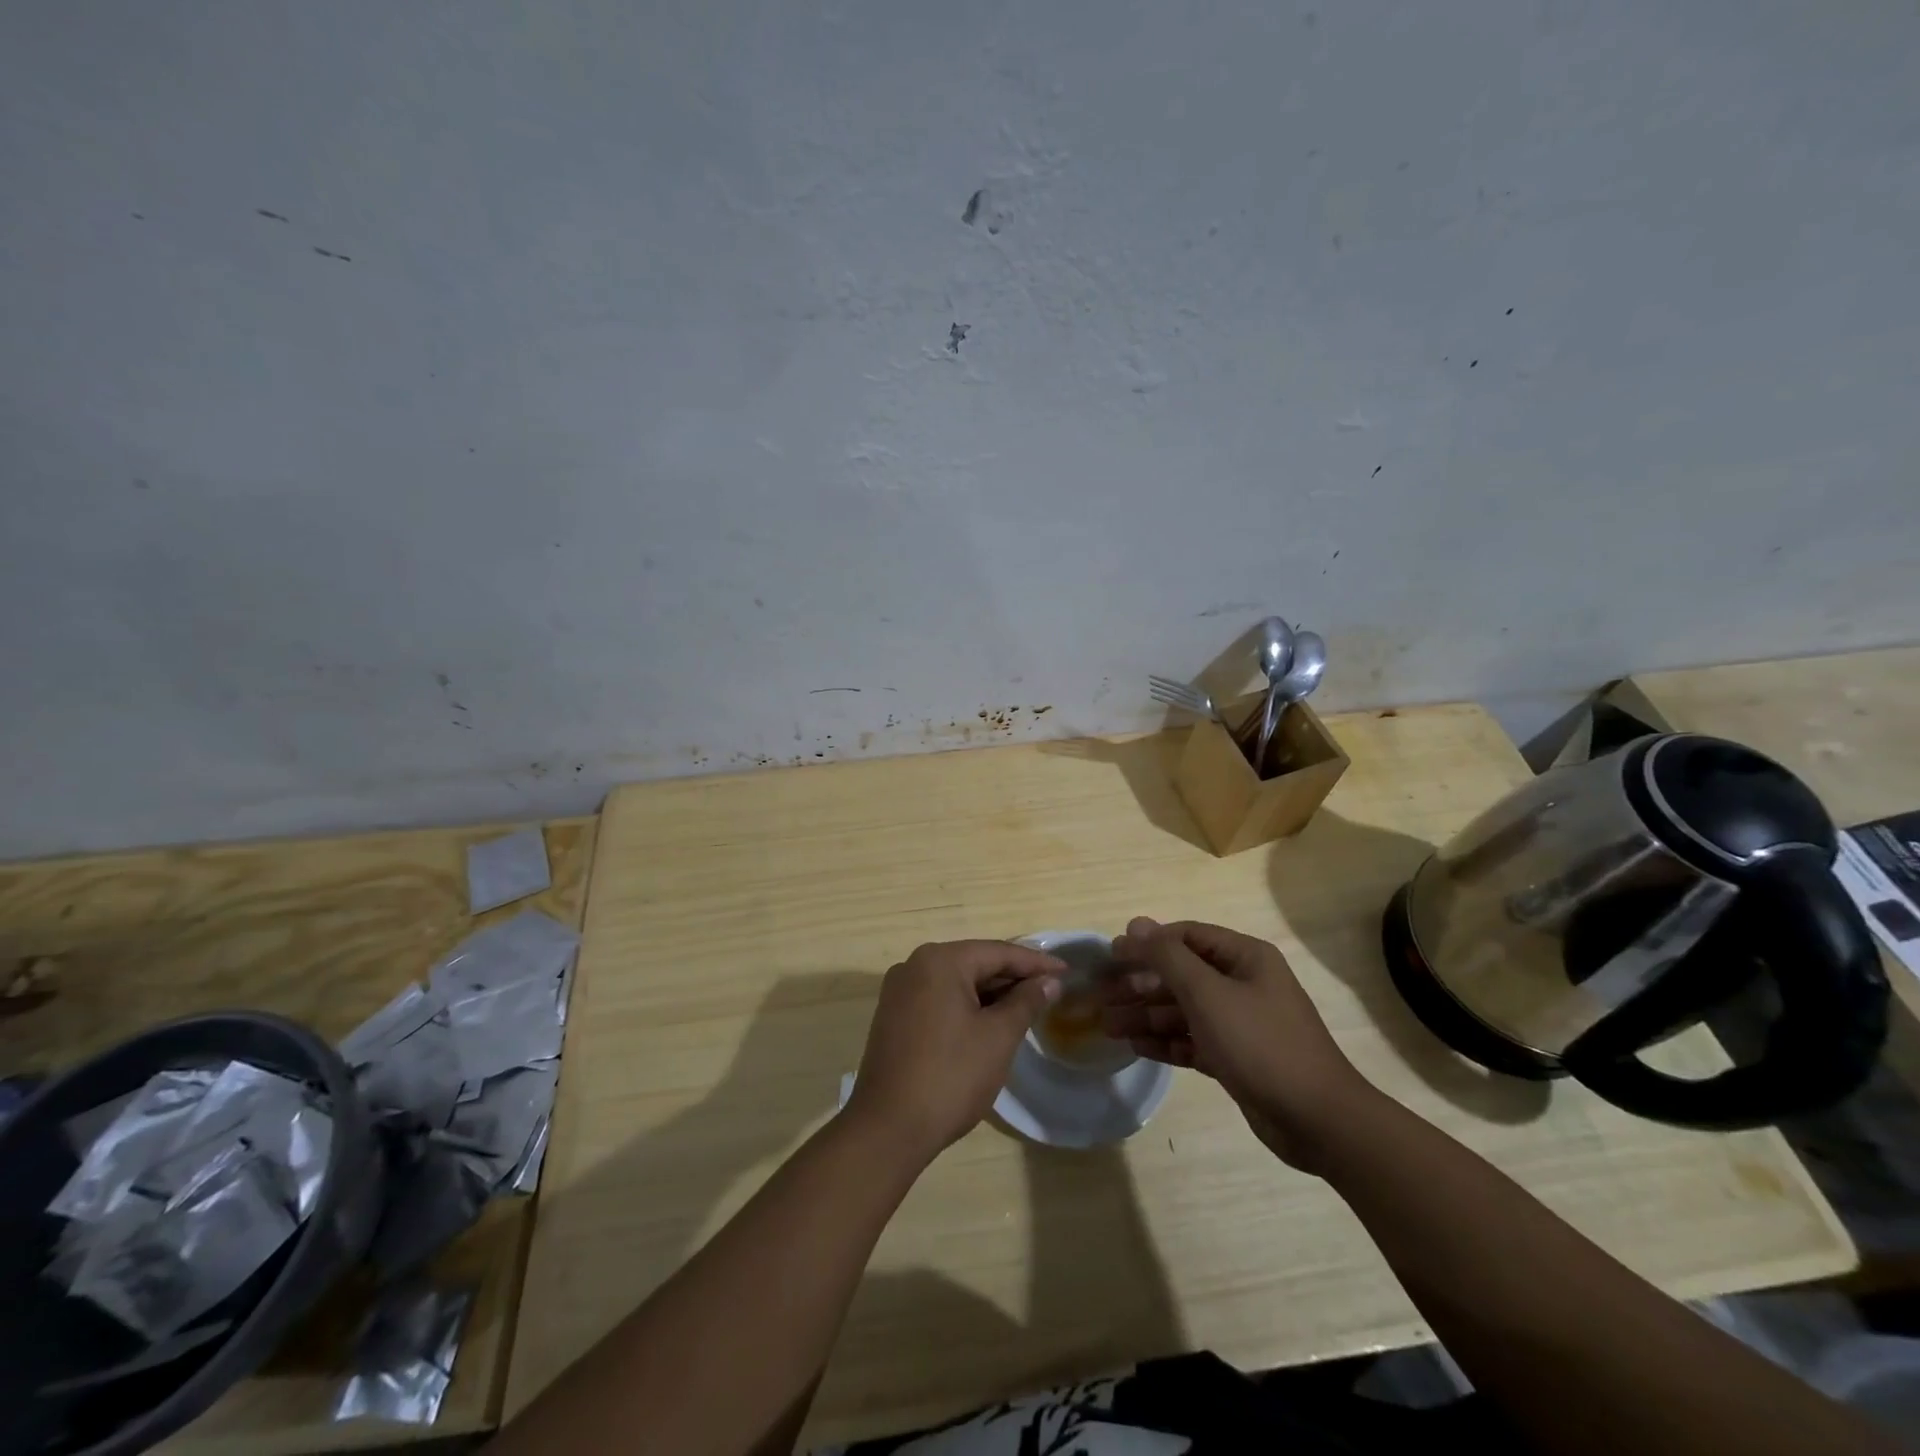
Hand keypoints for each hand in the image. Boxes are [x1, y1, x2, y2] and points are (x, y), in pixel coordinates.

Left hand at [844, 939, 1063, 1161]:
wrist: (887, 1128)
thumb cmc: (950, 1076)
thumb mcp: (998, 1037)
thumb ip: (1026, 1002)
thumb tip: (1049, 982)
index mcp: (940, 961)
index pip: (998, 952)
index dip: (1036, 963)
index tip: (1066, 972)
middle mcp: (914, 965)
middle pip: (975, 963)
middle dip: (1012, 977)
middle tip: (1050, 991)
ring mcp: (899, 991)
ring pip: (956, 982)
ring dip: (990, 993)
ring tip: (1026, 1007)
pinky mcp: (893, 1016)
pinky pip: (939, 998)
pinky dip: (966, 1006)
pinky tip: (989, 1022)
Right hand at [1104, 917, 1372, 1170]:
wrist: (1318, 1120)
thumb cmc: (1260, 1043)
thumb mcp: (1207, 993)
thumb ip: (1167, 956)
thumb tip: (1135, 924)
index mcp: (1244, 958)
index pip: (1186, 937)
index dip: (1147, 943)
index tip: (1110, 956)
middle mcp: (1243, 983)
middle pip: (1181, 974)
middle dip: (1141, 984)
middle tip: (1102, 997)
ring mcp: (1241, 1022)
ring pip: (1184, 1010)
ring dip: (1146, 1015)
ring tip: (1108, 1025)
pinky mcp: (1236, 1058)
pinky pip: (1193, 1040)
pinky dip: (1166, 1041)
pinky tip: (1136, 1046)